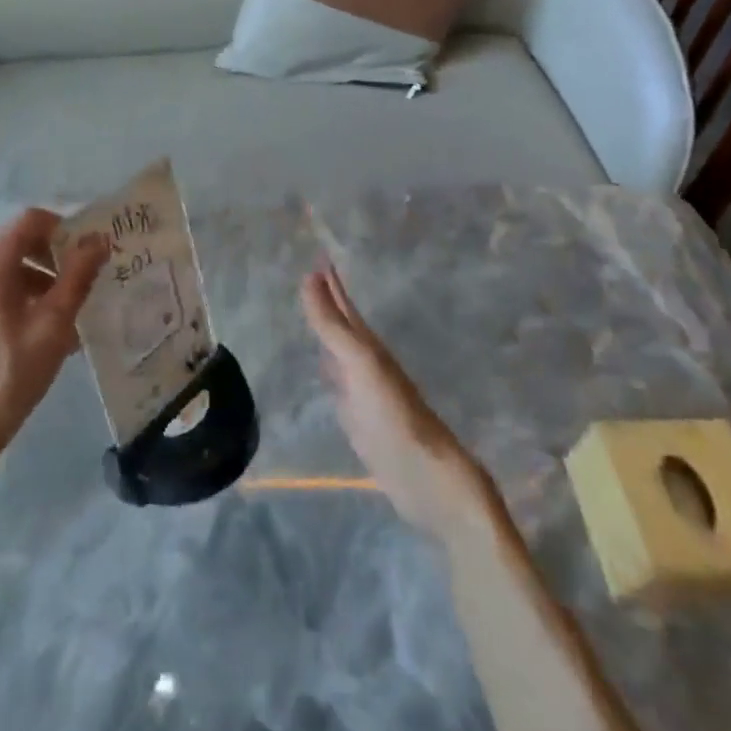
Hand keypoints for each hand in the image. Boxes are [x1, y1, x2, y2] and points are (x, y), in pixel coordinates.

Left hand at [0, 209, 108, 482]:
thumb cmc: (9, 373)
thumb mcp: (53, 324)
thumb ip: (78, 276)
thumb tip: (100, 240)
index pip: (32, 220)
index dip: (66, 229)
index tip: (92, 254)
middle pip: (21, 242)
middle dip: (57, 258)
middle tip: (88, 284)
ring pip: (10, 269)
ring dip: (44, 281)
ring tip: (72, 316)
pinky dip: (24, 299)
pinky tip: (46, 333)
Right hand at [301, 264, 474, 536]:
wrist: (422, 474)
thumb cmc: (393, 413)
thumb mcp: (360, 363)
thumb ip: (332, 325)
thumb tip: (307, 277)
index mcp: (368, 345)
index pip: (345, 306)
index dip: (331, 283)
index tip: (319, 256)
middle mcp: (365, 361)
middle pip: (343, 325)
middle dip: (329, 301)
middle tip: (310, 276)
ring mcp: (361, 389)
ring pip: (339, 351)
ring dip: (327, 331)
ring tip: (312, 314)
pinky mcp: (357, 417)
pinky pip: (337, 381)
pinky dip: (327, 367)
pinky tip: (322, 367)